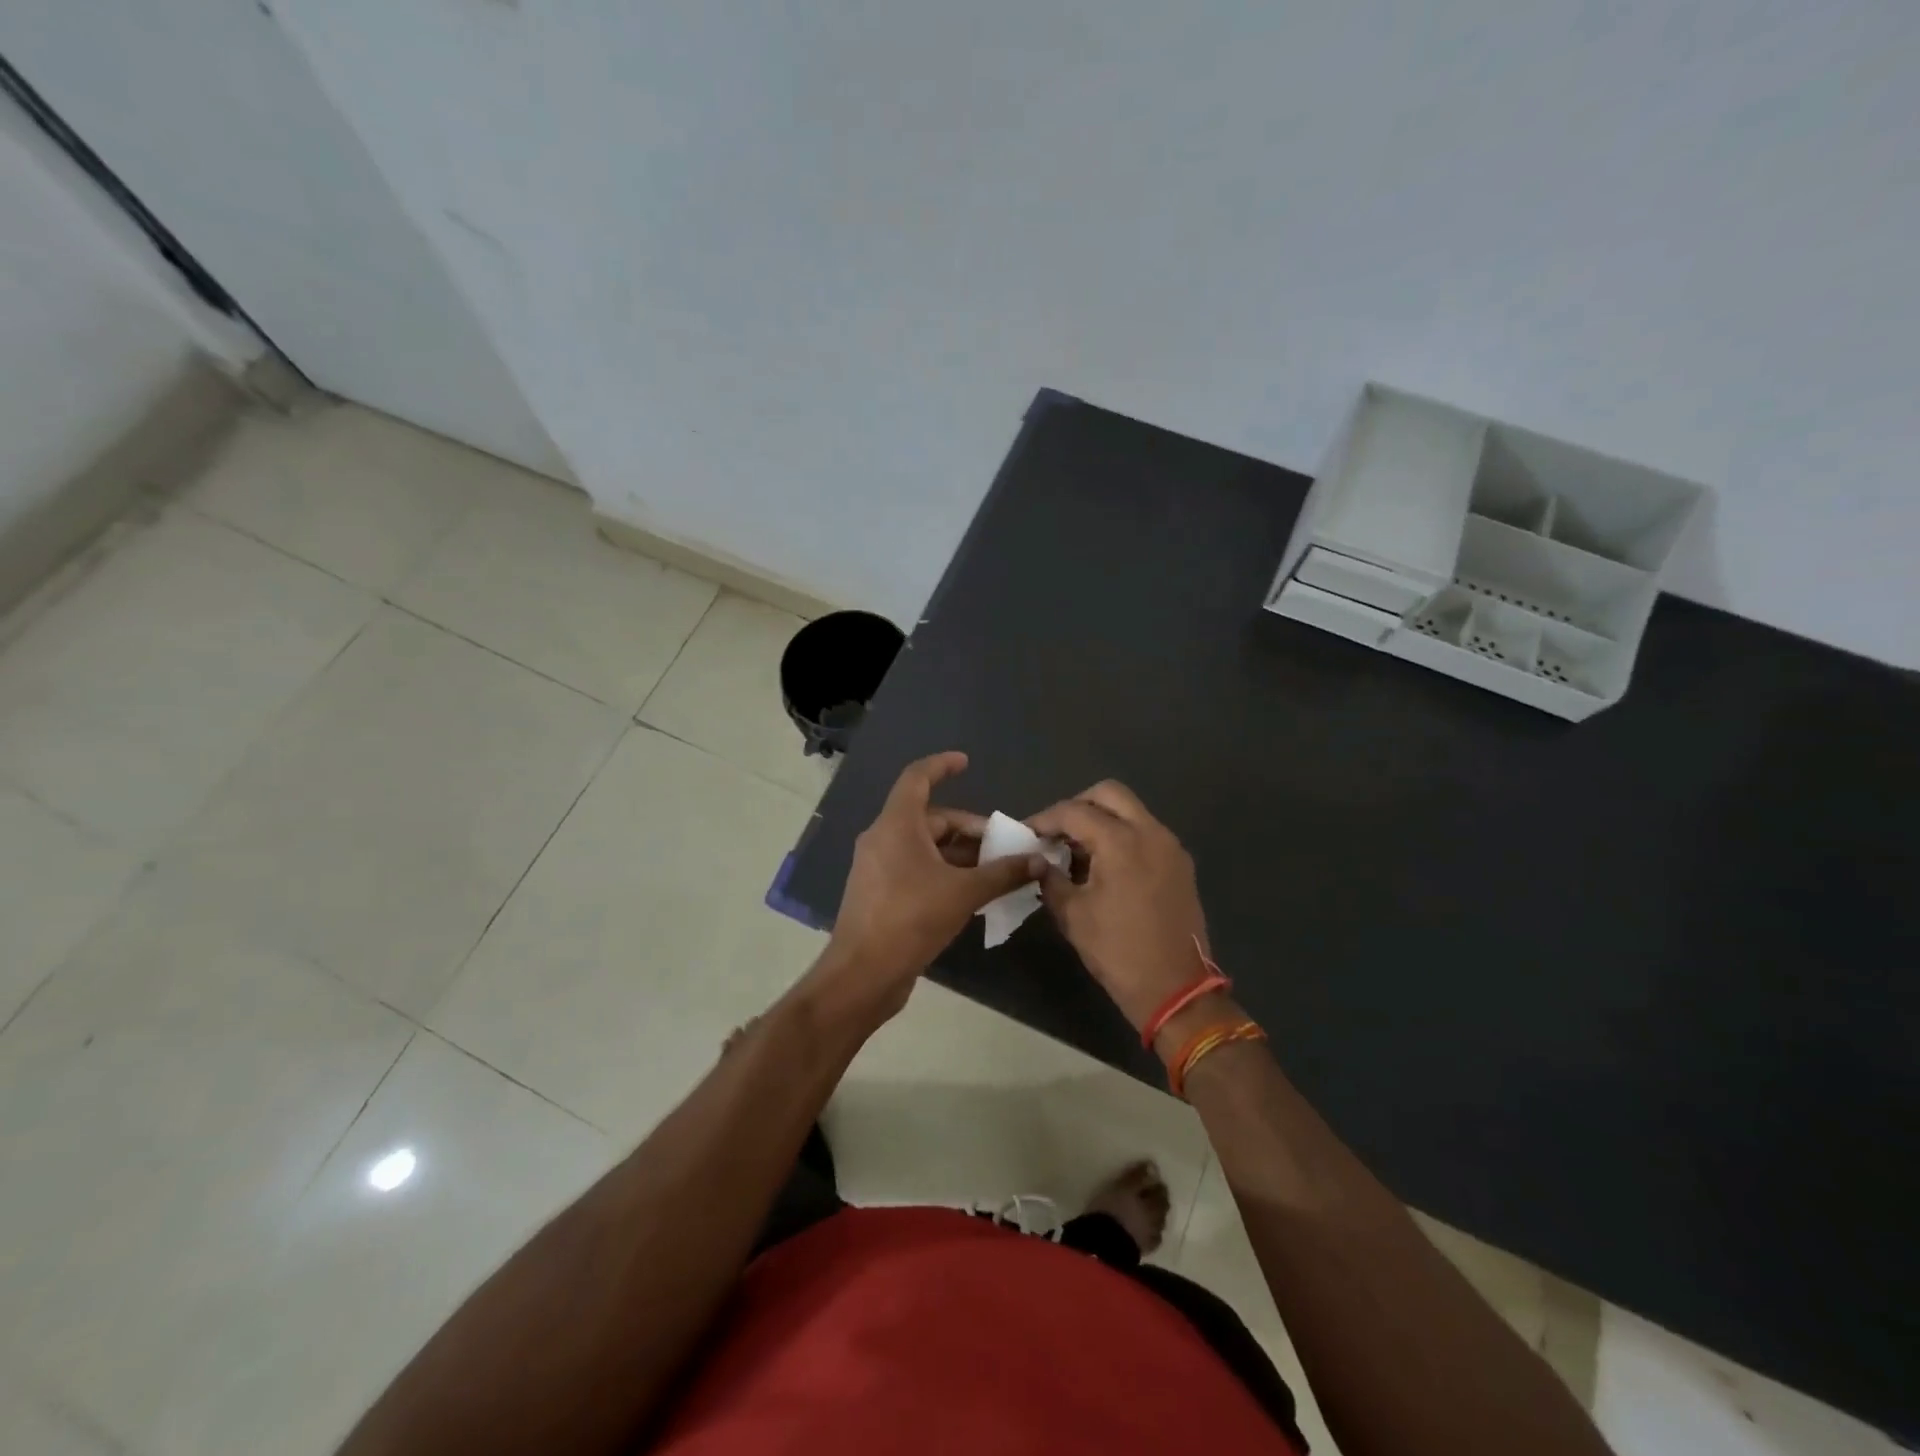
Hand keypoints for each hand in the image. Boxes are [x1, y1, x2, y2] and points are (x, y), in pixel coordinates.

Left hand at [820, 752, 1045, 1018]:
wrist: (862, 974)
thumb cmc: (910, 919)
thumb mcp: (964, 893)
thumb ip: (1003, 873)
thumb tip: (1039, 860)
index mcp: (896, 825)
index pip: (917, 778)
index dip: (942, 765)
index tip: (967, 763)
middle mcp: (883, 839)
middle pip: (931, 819)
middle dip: (970, 830)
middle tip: (1005, 848)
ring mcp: (878, 867)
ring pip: (925, 847)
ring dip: (961, 855)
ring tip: (997, 872)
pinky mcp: (880, 893)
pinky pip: (917, 869)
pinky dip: (944, 872)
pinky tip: (972, 893)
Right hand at [1028, 782, 1209, 1032]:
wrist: (1176, 989)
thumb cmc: (1118, 951)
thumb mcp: (1073, 915)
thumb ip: (1051, 878)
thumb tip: (1039, 861)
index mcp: (1121, 842)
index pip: (1074, 812)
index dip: (1045, 819)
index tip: (1027, 834)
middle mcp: (1150, 833)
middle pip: (1109, 794)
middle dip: (1078, 806)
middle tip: (1057, 832)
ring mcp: (1170, 846)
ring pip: (1131, 811)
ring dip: (1102, 820)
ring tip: (1077, 850)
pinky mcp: (1180, 864)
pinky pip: (1146, 833)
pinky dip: (1122, 836)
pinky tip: (1104, 866)